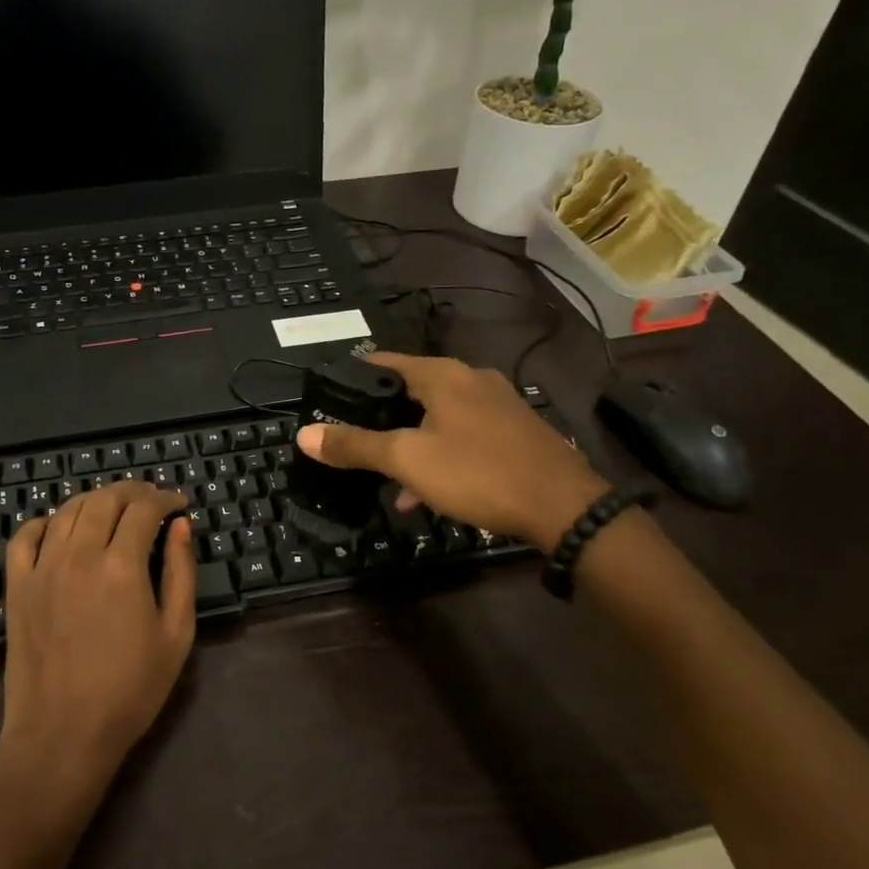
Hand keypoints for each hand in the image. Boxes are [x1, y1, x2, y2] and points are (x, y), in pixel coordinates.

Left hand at [0, 482, 196, 803]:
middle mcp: (79, 555)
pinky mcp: (16, 586)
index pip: (144, 509)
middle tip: (151, 499)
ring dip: (95, 499)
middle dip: (133, 491)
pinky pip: (24, 536)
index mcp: (122, 566)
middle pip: (105, 500)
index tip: (179, 503)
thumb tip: (180, 526)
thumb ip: (181, 572)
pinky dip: (45, 521)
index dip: (165, 498)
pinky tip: (60, 527)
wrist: (63, 735)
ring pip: (68, 511)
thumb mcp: (176, 634)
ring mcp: (42, 568)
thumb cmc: (130, 690)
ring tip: (114, 508)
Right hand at [296, 352, 609, 546]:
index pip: (384, 362)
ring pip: (437, 417)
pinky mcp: (514, 431)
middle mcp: (471, 379)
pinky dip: (438, 454)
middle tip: (352, 439)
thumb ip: (355, 445)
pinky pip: (462, 435)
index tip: (328, 395)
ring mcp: (497, 404)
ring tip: (383, 476)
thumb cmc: (477, 472)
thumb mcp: (407, 460)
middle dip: (380, 417)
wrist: (564, 507)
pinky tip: (424, 492)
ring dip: (409, 442)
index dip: (352, 376)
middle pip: (410, 390)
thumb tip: (304, 434)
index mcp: (443, 375)